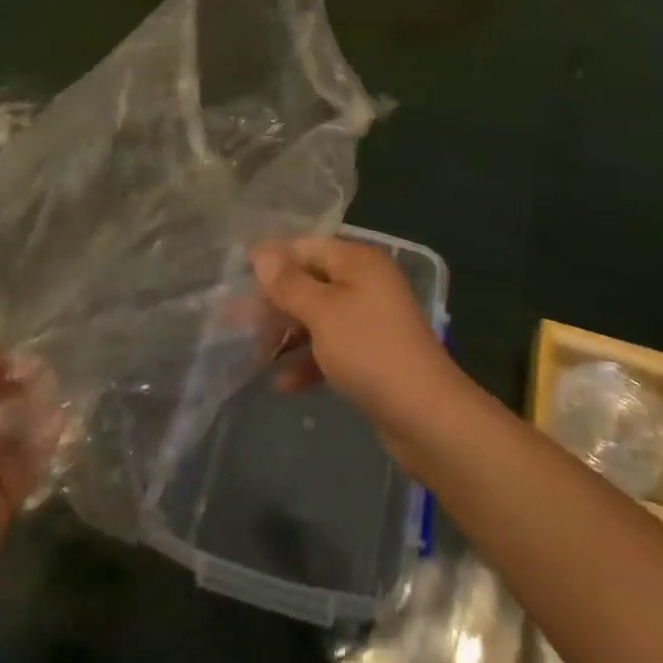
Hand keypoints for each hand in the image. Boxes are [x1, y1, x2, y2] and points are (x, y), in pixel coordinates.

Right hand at [251, 235, 464, 464]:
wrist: (426, 416)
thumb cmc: (370, 351)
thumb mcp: (323, 312)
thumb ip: (290, 283)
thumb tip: (262, 252)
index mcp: (358, 262)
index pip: (307, 246)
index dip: (273, 259)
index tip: (237, 275)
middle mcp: (365, 284)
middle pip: (310, 282)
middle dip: (274, 301)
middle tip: (235, 320)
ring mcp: (370, 321)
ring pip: (317, 317)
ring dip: (286, 333)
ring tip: (252, 353)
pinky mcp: (370, 356)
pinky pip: (330, 348)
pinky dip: (307, 361)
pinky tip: (281, 384)